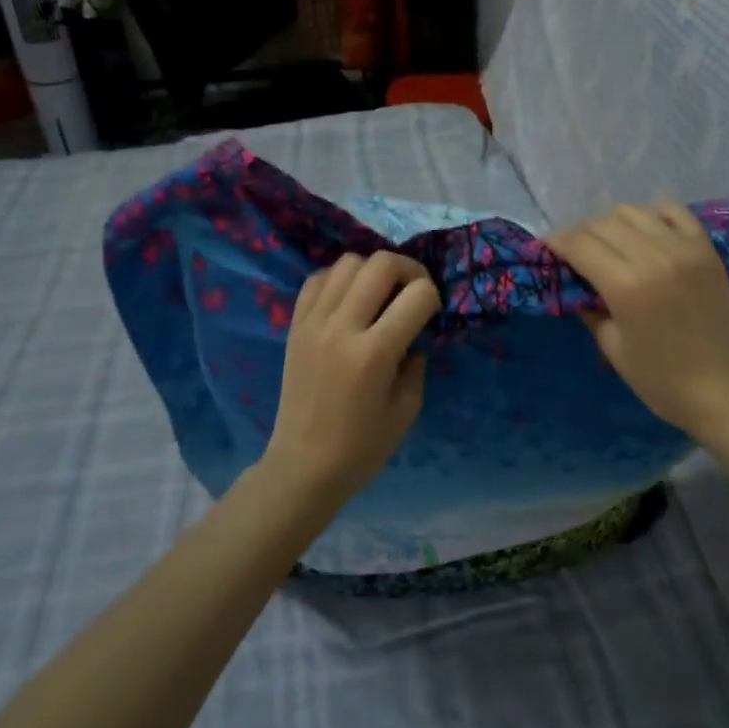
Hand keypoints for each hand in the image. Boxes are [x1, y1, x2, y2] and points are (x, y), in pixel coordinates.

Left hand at [264, 252, 440, 502]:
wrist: (303, 465)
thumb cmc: (361, 447)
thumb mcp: (407, 409)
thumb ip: (416, 364)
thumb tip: (414, 335)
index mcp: (374, 353)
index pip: (418, 294)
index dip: (434, 297)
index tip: (432, 314)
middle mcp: (342, 327)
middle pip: (381, 263)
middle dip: (409, 269)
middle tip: (413, 291)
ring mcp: (314, 322)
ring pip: (348, 261)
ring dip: (372, 271)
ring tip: (379, 294)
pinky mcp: (295, 325)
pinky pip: (318, 278)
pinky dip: (339, 279)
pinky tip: (349, 300)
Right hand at [549, 204, 728, 442]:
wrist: (723, 391)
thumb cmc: (660, 380)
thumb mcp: (612, 347)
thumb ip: (589, 307)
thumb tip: (573, 281)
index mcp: (626, 286)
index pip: (580, 244)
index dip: (557, 242)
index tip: (547, 247)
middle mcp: (654, 257)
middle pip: (603, 224)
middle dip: (581, 234)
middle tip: (575, 252)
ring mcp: (684, 249)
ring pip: (634, 212)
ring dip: (613, 224)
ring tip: (610, 244)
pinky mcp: (706, 249)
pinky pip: (674, 212)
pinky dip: (653, 215)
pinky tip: (646, 233)